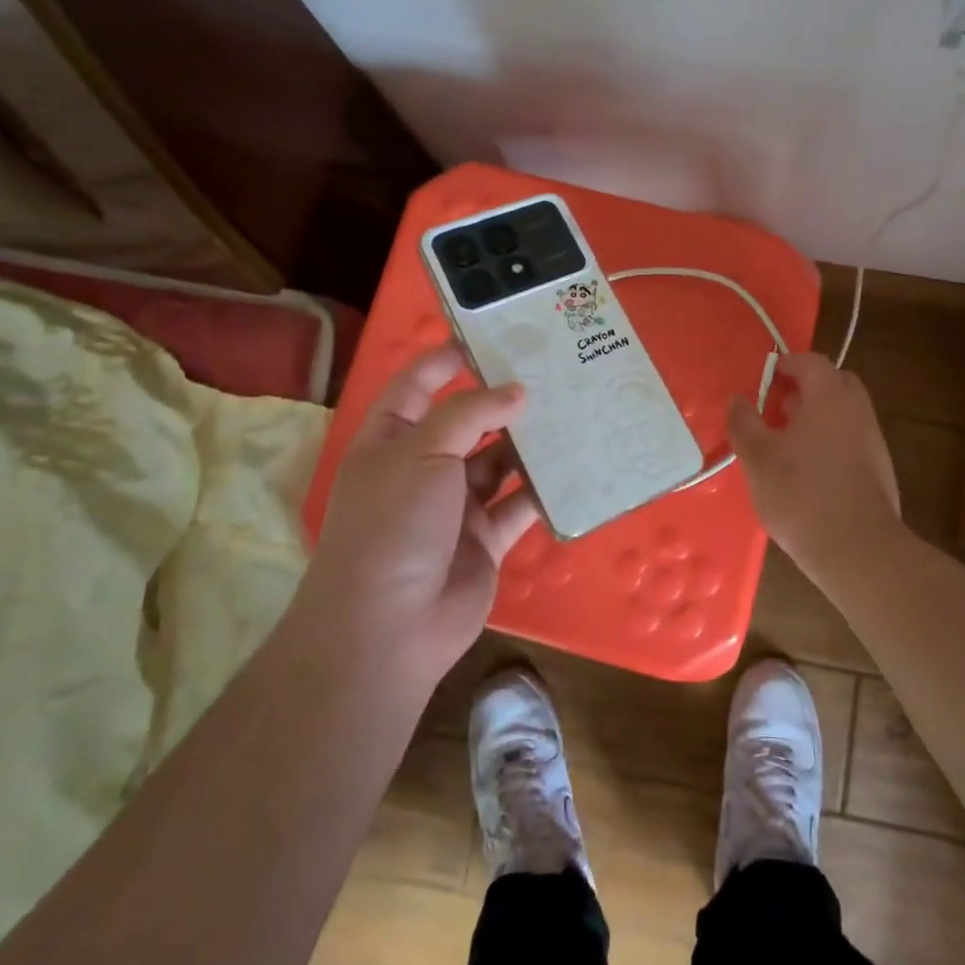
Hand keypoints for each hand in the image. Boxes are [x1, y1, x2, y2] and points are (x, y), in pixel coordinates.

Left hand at [296, 345, 539, 686]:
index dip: (447, 359)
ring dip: (528, 442)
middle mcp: (422, 468)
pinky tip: (575, 465)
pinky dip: (543, 488)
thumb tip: (516, 391)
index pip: (417, 385)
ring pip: (498, 461)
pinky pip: (520, 504)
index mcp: (391, 440)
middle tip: (550, 370)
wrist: (389, 627)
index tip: (492, 337)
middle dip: (502, 399)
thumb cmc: (393, 523)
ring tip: (572, 410)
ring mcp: (455, 505)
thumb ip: (470, 414)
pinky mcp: (486, 538)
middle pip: (466, 422)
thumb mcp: (422, 453)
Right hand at [726, 352, 899, 561]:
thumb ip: (744, 423)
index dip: (787, 364)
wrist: (858, 550)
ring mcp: (873, 440)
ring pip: (845, 413)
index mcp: (829, 396)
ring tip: (788, 443)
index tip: (766, 377)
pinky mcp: (880, 469)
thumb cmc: (801, 494)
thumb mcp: (757, 458)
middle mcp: (857, 409)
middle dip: (807, 388)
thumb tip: (736, 399)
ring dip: (819, 417)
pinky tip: (811, 472)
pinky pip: (853, 439)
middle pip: (834, 383)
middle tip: (779, 408)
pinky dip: (832, 441)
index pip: (811, 362)